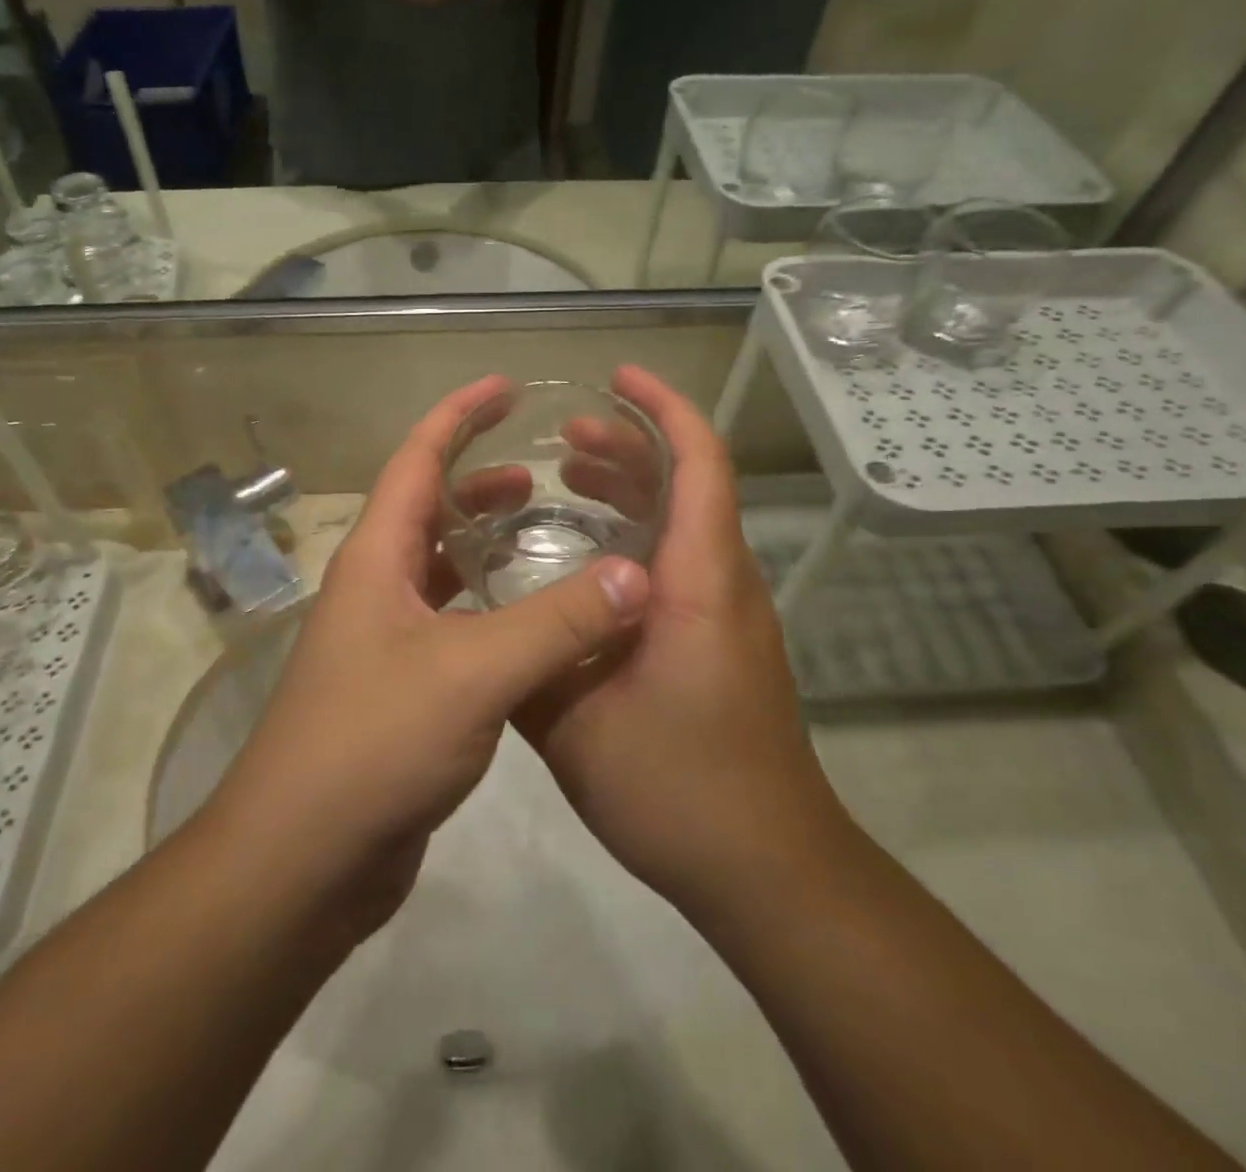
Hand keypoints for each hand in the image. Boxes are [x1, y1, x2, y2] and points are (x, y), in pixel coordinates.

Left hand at [206, 376, 651, 931]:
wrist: (305, 857)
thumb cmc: (375, 744)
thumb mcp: (473, 672)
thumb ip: (556, 623)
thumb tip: (636, 576)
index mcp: (375, 559)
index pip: (416, 460)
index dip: (458, 415)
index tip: (504, 386)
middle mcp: (373, 588)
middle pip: (424, 509)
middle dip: (476, 481)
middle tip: (538, 471)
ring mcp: (382, 641)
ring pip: (436, 569)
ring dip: (481, 544)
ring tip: (538, 532)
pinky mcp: (398, 689)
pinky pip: (447, 623)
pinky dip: (485, 605)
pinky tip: (525, 620)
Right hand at [515, 366, 848, 917]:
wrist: (767, 868)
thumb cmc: (678, 788)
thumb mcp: (575, 728)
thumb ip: (526, 663)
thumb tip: (479, 621)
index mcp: (700, 583)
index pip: (699, 466)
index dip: (662, 410)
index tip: (617, 378)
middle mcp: (724, 584)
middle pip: (692, 484)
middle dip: (632, 446)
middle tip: (564, 437)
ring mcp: (728, 615)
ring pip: (686, 524)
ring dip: (635, 491)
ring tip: (568, 480)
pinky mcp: (721, 642)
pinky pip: (682, 562)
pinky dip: (639, 536)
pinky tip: (588, 560)